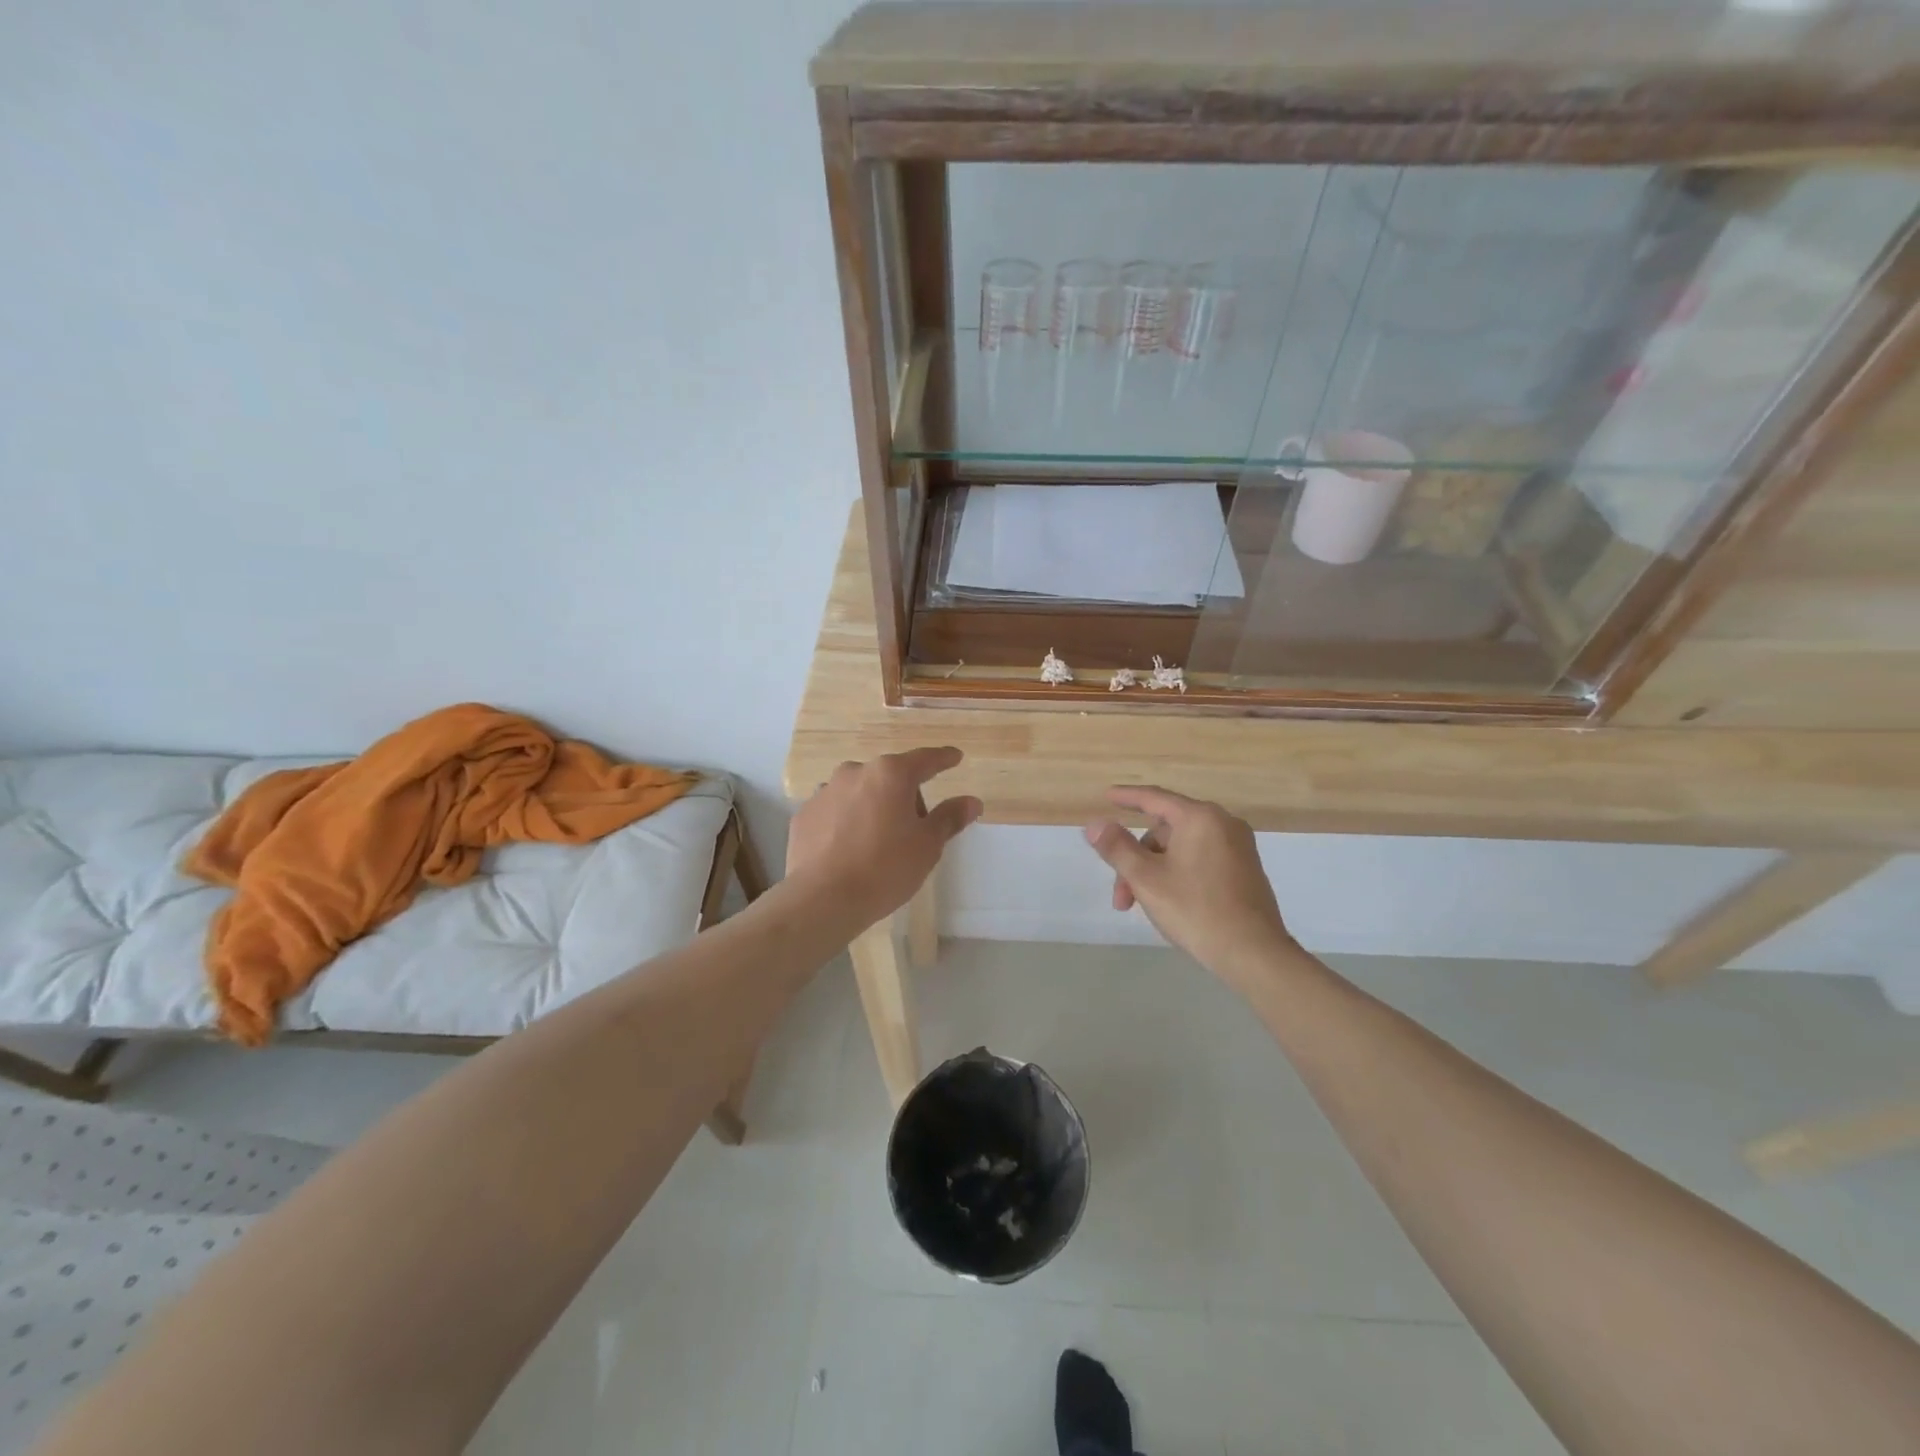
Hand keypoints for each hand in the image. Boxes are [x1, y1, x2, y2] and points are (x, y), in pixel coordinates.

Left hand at [788, 747, 981, 929]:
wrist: (822, 898)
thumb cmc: (885, 868)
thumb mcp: (927, 846)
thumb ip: (949, 818)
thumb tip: (972, 801)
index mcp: (891, 774)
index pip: (925, 760)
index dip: (943, 759)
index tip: (954, 757)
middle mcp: (855, 772)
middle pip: (890, 777)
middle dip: (905, 796)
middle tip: (915, 830)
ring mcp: (825, 791)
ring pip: (860, 792)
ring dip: (873, 806)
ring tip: (878, 842)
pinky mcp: (804, 814)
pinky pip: (835, 810)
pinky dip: (847, 821)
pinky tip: (850, 849)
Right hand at [1084, 786, 1296, 983]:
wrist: (1254, 954)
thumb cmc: (1195, 910)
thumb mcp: (1146, 878)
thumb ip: (1117, 847)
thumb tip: (1095, 824)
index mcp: (1200, 818)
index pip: (1155, 798)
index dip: (1127, 797)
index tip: (1107, 795)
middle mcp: (1223, 824)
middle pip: (1165, 831)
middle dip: (1136, 859)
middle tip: (1121, 896)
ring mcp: (1238, 847)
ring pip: (1181, 849)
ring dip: (1154, 872)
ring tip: (1142, 907)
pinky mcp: (1245, 870)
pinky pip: (1200, 860)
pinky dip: (1177, 874)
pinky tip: (1169, 902)